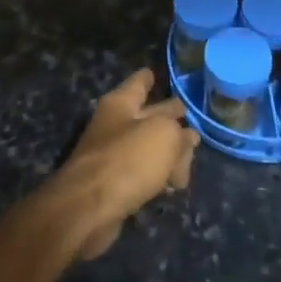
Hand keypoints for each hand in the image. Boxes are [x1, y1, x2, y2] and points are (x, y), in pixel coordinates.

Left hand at [54, 69, 198, 259]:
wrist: (88, 209)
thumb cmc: (128, 159)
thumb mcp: (164, 136)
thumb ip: (180, 133)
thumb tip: (187, 138)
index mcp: (121, 103)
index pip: (139, 82)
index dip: (149, 77)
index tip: (157, 73)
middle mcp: (115, 124)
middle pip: (149, 115)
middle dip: (169, 117)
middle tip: (192, 122)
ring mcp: (113, 154)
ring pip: (148, 146)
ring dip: (168, 153)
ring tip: (188, 161)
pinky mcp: (114, 184)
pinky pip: (143, 173)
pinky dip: (158, 177)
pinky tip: (173, 185)